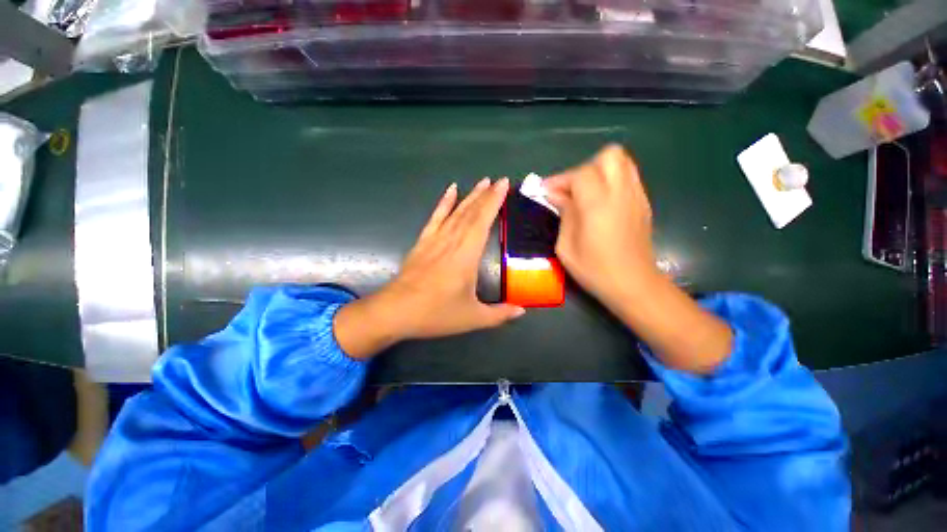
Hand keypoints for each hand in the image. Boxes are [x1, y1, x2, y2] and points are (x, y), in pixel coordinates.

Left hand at [334, 178, 524, 358]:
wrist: (395, 312)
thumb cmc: (436, 313)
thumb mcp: (472, 318)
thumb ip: (499, 314)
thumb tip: (522, 312)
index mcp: (466, 255)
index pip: (483, 221)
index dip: (494, 201)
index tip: (503, 184)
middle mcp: (452, 241)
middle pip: (471, 212)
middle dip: (486, 195)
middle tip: (498, 181)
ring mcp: (435, 239)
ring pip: (456, 212)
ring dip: (469, 196)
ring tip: (481, 182)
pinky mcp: (422, 242)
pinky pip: (435, 218)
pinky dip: (443, 203)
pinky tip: (450, 191)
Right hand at [545, 144, 658, 308]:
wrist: (634, 284)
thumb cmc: (594, 270)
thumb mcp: (566, 247)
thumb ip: (563, 214)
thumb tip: (555, 195)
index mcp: (598, 205)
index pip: (581, 173)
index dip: (560, 179)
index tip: (546, 192)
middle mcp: (621, 193)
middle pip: (609, 156)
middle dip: (585, 168)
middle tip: (571, 190)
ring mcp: (637, 196)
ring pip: (622, 162)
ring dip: (600, 171)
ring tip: (586, 193)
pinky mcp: (644, 203)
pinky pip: (628, 178)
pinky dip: (612, 181)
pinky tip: (601, 202)